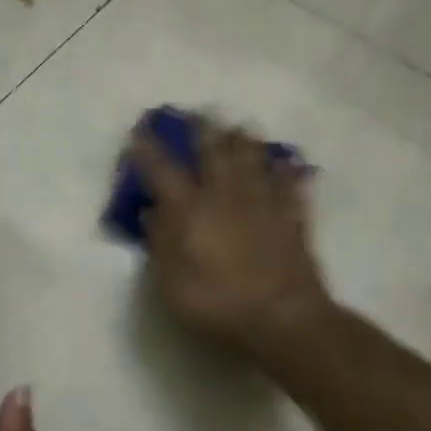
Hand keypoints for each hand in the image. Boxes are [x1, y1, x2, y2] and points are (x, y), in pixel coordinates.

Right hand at [128, 116, 331, 363]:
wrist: (282, 318)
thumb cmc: (216, 303)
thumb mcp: (170, 283)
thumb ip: (160, 243)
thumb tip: (151, 212)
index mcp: (191, 211)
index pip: (163, 172)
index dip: (148, 151)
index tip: (138, 133)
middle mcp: (225, 196)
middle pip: (214, 153)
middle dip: (203, 130)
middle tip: (199, 112)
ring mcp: (262, 204)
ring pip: (253, 160)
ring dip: (244, 140)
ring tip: (240, 125)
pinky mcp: (292, 218)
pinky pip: (291, 184)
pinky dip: (288, 169)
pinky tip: (288, 160)